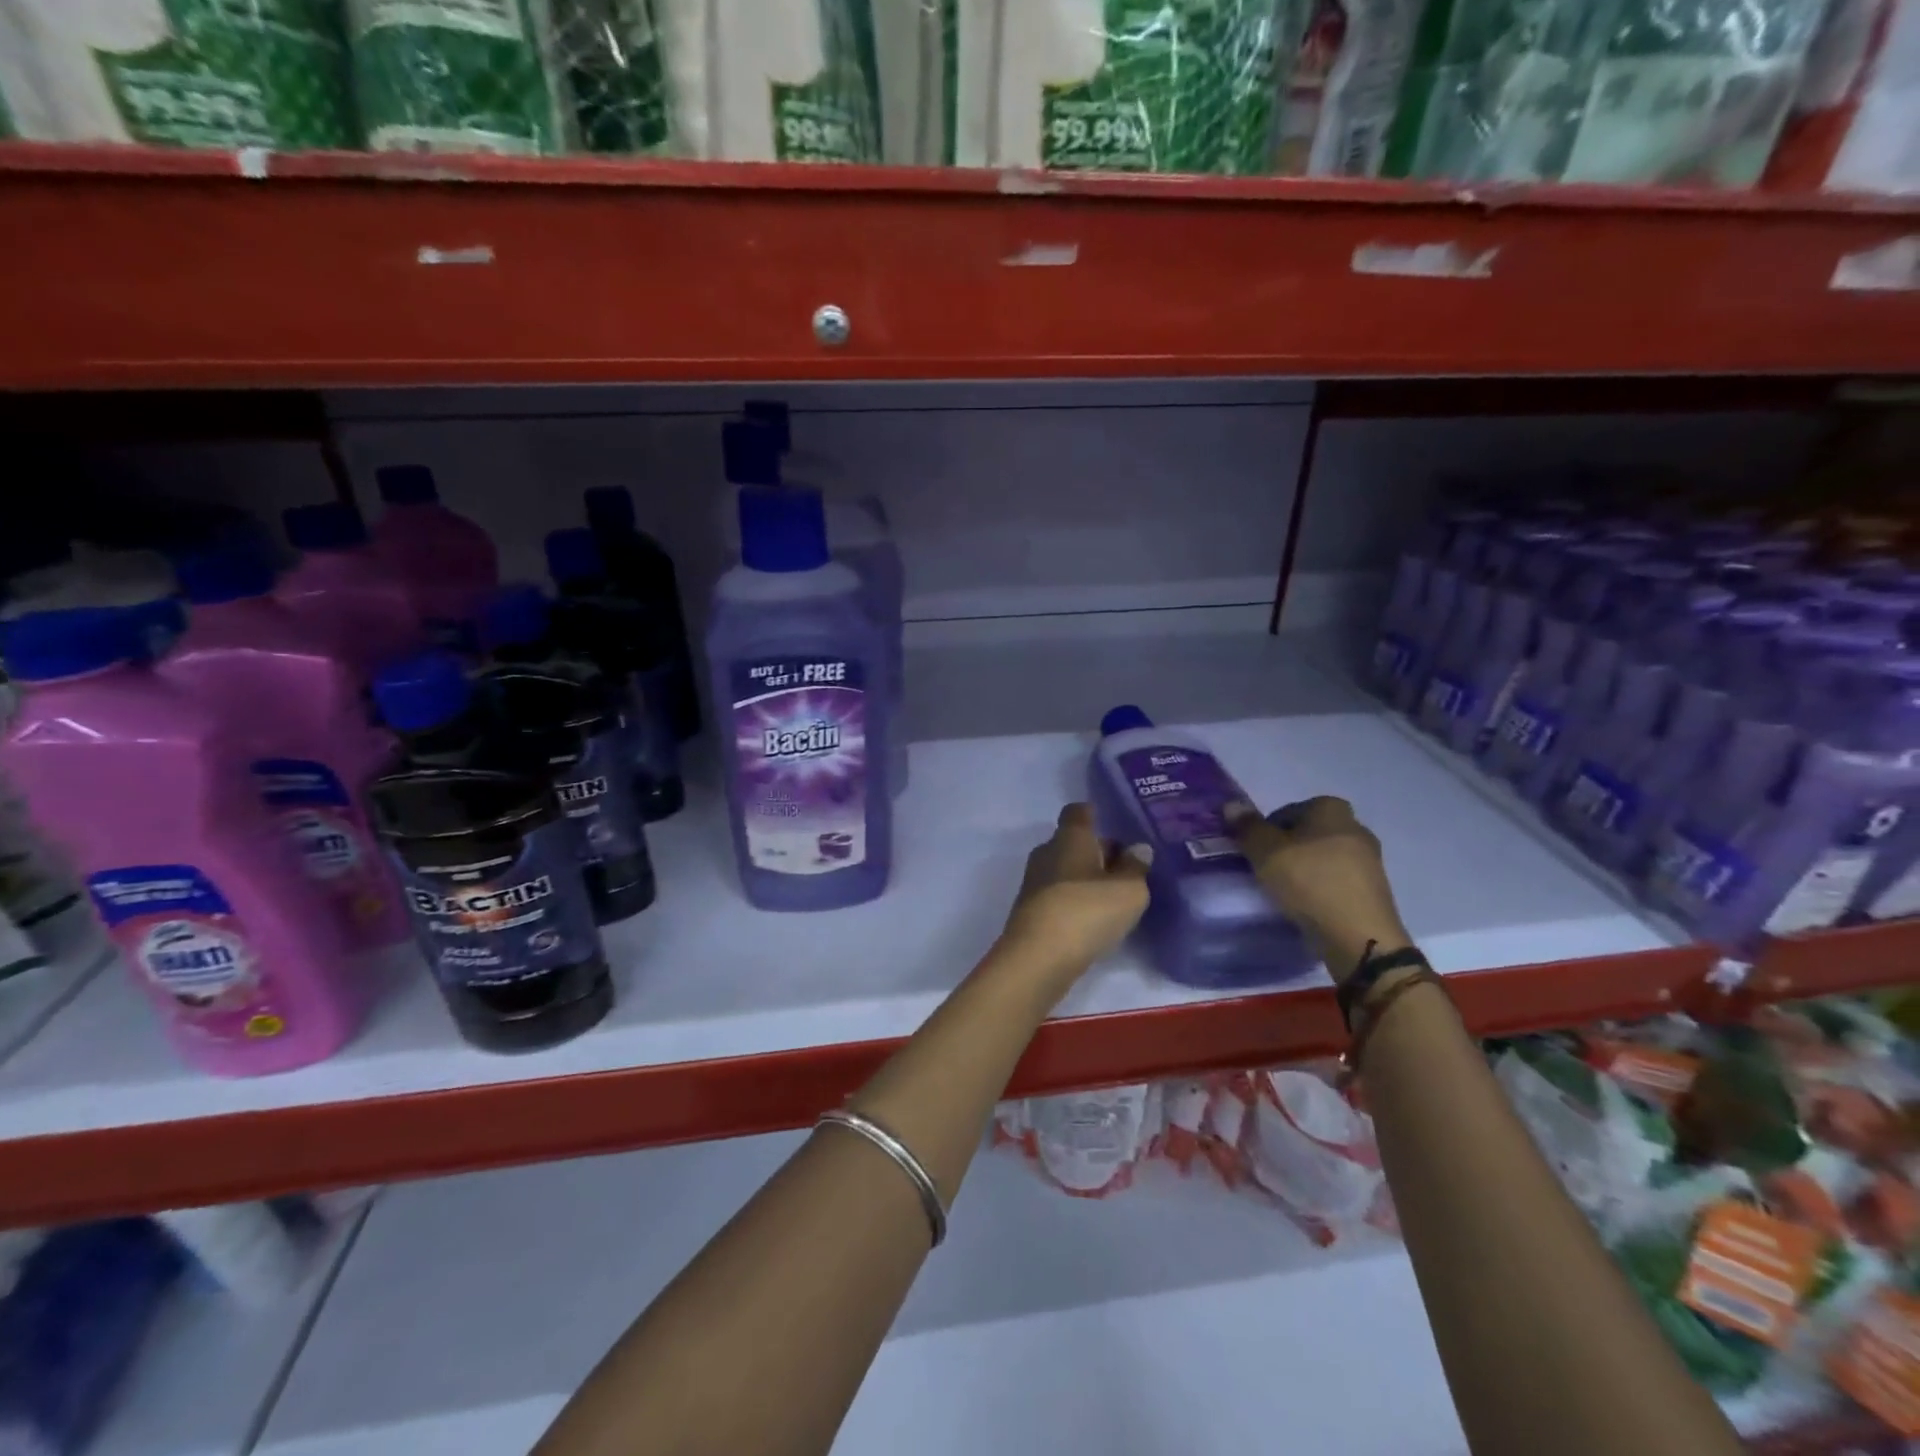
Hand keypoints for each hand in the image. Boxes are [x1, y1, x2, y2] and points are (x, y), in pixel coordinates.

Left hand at [997, 803, 1151, 988]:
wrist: (1038, 958)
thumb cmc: (1086, 911)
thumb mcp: (1128, 890)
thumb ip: (1136, 867)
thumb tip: (1138, 848)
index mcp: (1069, 837)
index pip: (1078, 811)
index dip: (1094, 814)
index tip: (1114, 824)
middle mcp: (1047, 852)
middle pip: (1073, 841)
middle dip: (1098, 851)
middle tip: (1128, 868)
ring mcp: (1034, 881)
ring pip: (1066, 869)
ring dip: (1087, 878)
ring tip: (1116, 895)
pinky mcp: (1031, 910)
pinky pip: (1058, 894)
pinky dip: (1076, 899)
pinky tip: (1094, 918)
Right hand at [1224, 796, 1409, 981]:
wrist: (1359, 936)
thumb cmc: (1309, 882)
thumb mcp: (1266, 851)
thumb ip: (1247, 827)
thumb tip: (1231, 805)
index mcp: (1332, 809)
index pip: (1288, 810)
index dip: (1267, 830)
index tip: (1256, 853)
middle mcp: (1356, 827)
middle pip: (1308, 834)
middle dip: (1287, 849)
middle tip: (1267, 871)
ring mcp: (1370, 860)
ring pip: (1324, 858)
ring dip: (1305, 870)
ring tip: (1285, 892)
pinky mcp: (1374, 891)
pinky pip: (1337, 882)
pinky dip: (1321, 889)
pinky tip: (1307, 906)